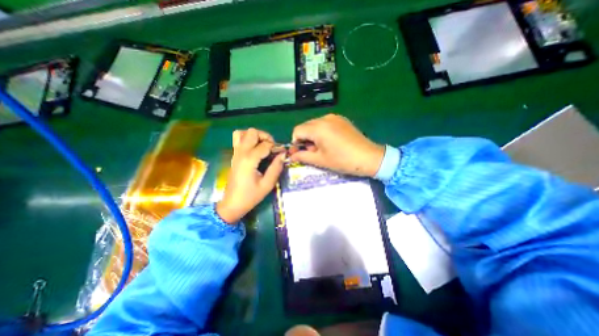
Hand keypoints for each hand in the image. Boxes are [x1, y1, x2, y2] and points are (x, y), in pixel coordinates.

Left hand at [216, 129, 284, 222]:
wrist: (232, 204)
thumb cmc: (250, 196)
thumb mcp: (267, 184)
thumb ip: (276, 168)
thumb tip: (283, 154)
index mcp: (249, 159)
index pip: (265, 144)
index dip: (276, 147)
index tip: (281, 154)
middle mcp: (241, 152)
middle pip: (252, 132)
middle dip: (265, 137)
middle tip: (271, 148)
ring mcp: (235, 153)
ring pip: (242, 132)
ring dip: (254, 136)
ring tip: (262, 146)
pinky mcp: (234, 156)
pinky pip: (238, 139)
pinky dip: (247, 139)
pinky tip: (254, 149)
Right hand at [289, 114, 383, 176]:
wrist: (369, 157)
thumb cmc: (343, 160)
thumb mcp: (320, 160)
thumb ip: (303, 156)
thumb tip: (291, 156)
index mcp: (318, 128)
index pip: (297, 131)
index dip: (295, 143)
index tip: (301, 153)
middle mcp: (324, 118)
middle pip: (306, 127)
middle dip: (304, 139)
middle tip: (312, 152)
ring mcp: (334, 117)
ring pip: (315, 125)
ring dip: (313, 136)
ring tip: (322, 148)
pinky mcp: (342, 120)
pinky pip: (325, 124)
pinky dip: (322, 132)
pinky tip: (331, 142)